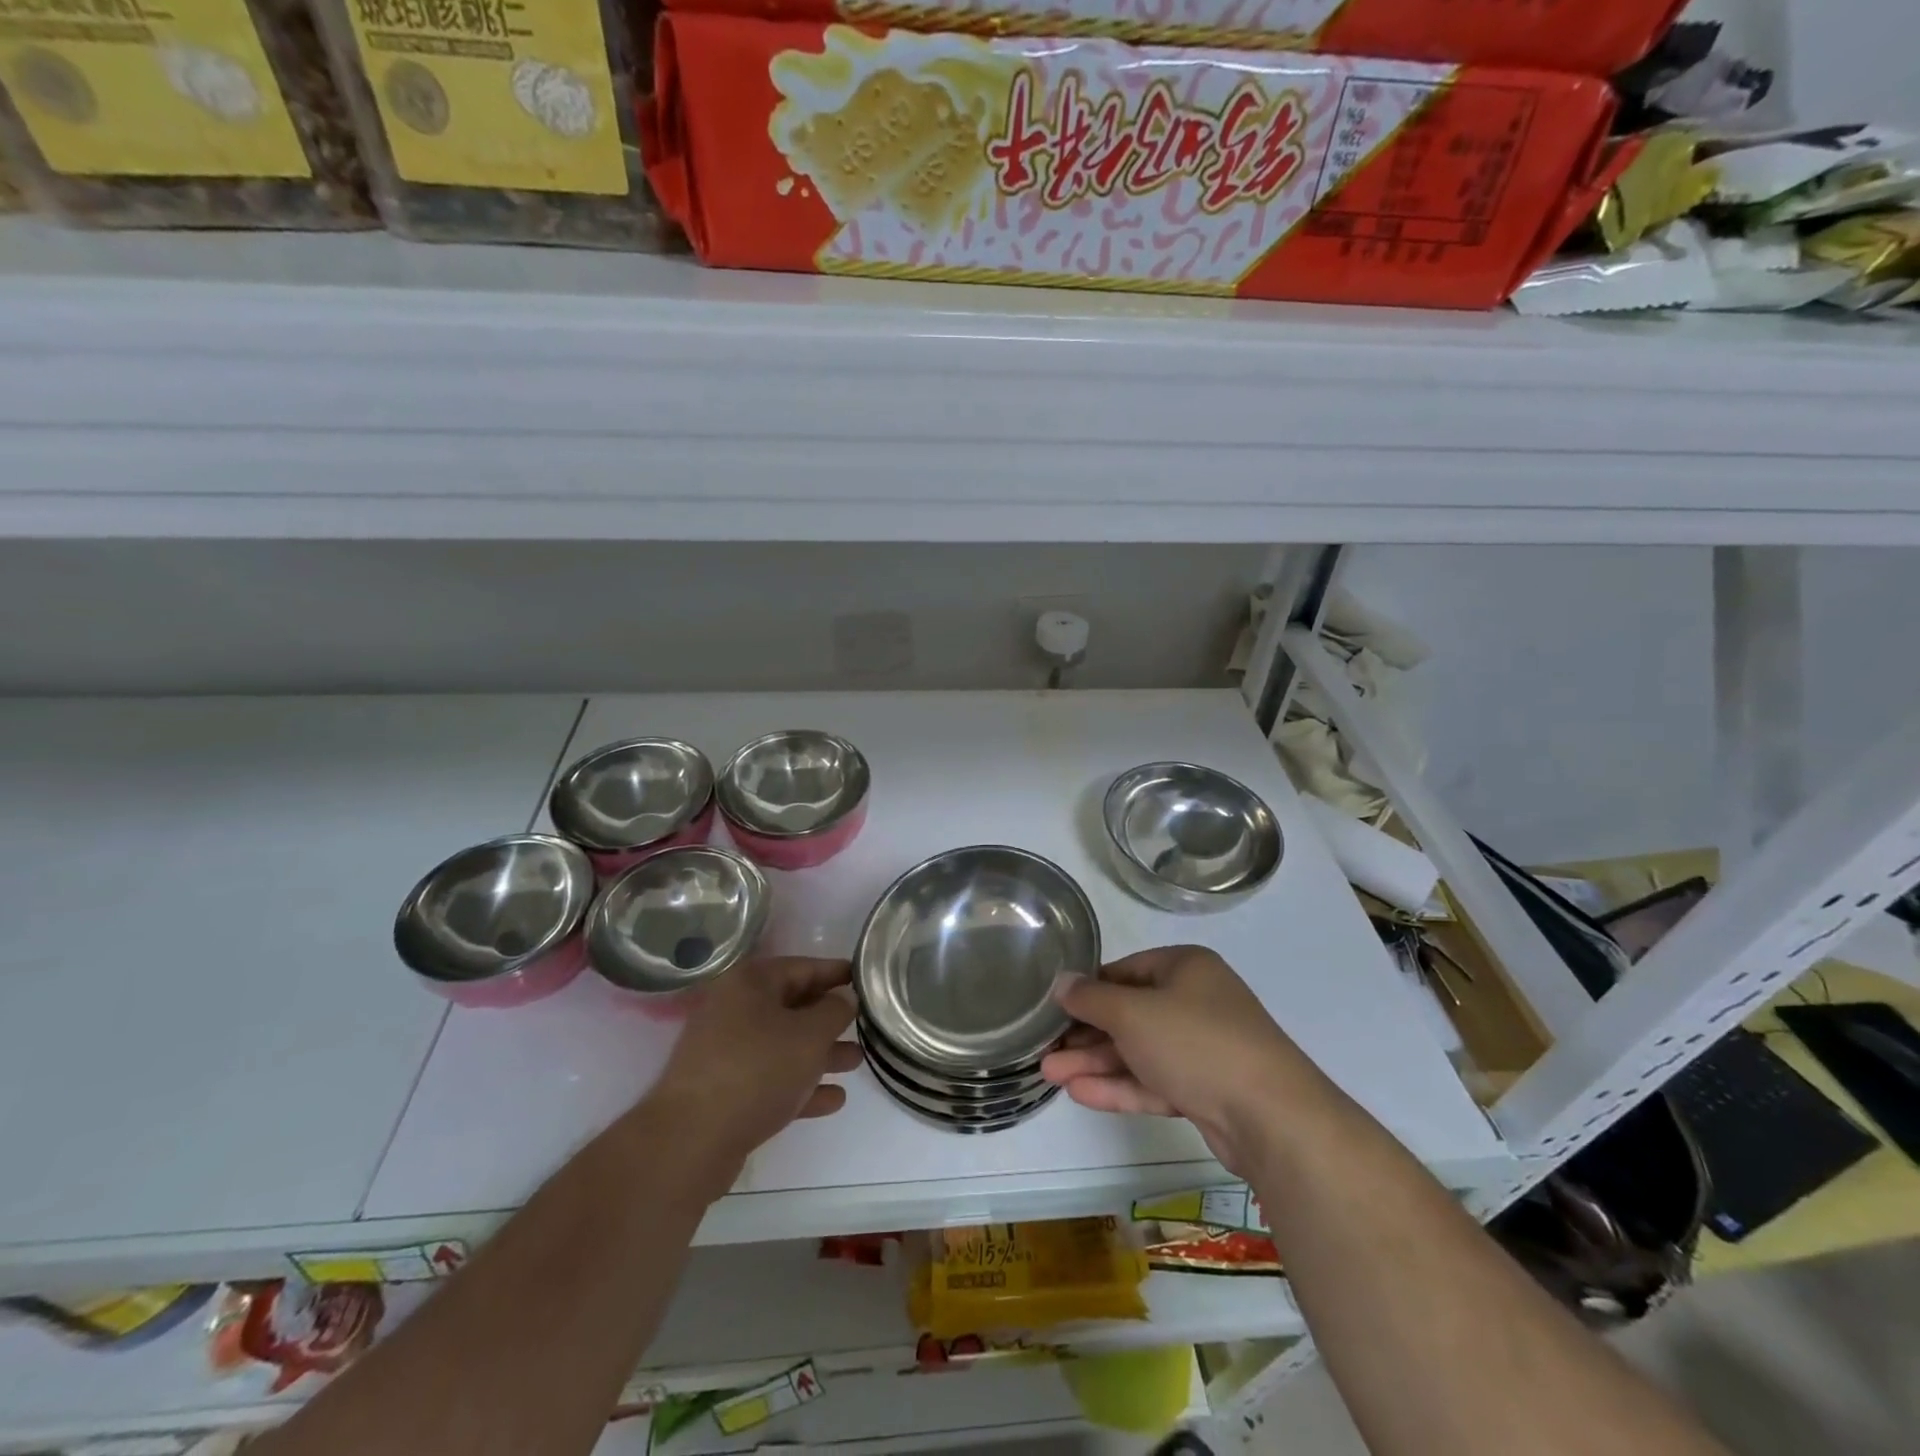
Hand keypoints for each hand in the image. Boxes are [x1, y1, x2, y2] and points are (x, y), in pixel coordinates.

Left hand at [644, 956, 860, 1176]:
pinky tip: (833, 1100)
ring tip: (856, 1063)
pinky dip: (800, 1085)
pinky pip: (771, 1079)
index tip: (866, 980)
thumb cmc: (757, 1070)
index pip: (803, 967)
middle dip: (830, 1019)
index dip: (837, 973)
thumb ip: (834, 1011)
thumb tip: (844, 998)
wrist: (691, 1141)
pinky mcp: (724, 1091)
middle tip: (865, 1025)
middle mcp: (735, 1009)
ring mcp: (726, 1051)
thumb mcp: (809, 1035)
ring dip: (820, 1054)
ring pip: (783, 1045)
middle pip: (793, 1006)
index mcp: (750, 983)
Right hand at [1041, 946, 1311, 1178]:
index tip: (1054, 1007)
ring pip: (1139, 1051)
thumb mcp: (1133, 1013)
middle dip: (1086, 1034)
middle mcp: (1195, 1002)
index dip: (1088, 988)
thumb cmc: (1195, 1042)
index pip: (1125, 970)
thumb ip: (1092, 998)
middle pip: (1129, 1014)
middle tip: (1045, 1049)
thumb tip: (1062, 983)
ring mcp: (1202, 1049)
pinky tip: (1080, 1093)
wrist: (1271, 1117)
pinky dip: (1120, 1086)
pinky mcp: (1205, 1090)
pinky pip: (1154, 1081)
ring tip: (1050, 1075)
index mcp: (1186, 968)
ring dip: (1095, 1063)